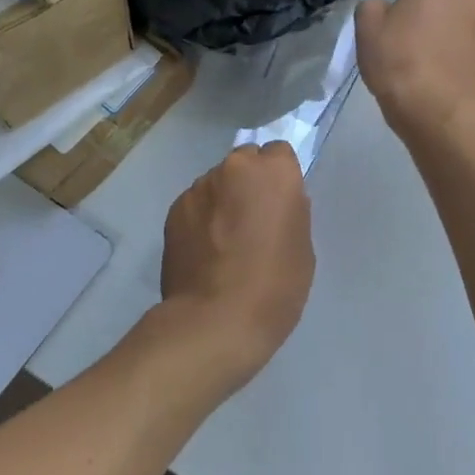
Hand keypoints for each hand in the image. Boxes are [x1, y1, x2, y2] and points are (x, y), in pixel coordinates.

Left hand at [159, 142, 315, 388]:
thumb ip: (290, 212)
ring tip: (225, 241)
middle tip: (253, 221)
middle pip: (244, 163)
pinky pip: (195, 205)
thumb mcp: (302, 247)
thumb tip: (276, 204)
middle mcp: (233, 168)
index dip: (281, 178)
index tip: (280, 205)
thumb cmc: (274, 285)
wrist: (215, 320)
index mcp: (273, 172)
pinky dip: (201, 219)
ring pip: (217, 184)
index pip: (279, 154)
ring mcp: (198, 188)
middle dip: (249, 183)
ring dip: (222, 201)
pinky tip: (204, 251)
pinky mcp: (173, 211)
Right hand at [356, 0, 474, 140]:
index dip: (411, 6)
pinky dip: (470, 64)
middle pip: (451, 4)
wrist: (435, 110)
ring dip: (456, 42)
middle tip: (417, 51)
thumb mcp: (366, 30)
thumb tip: (385, 8)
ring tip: (436, 72)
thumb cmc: (397, 64)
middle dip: (438, 20)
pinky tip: (453, 84)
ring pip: (469, 29)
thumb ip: (373, 7)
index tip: (400, 31)